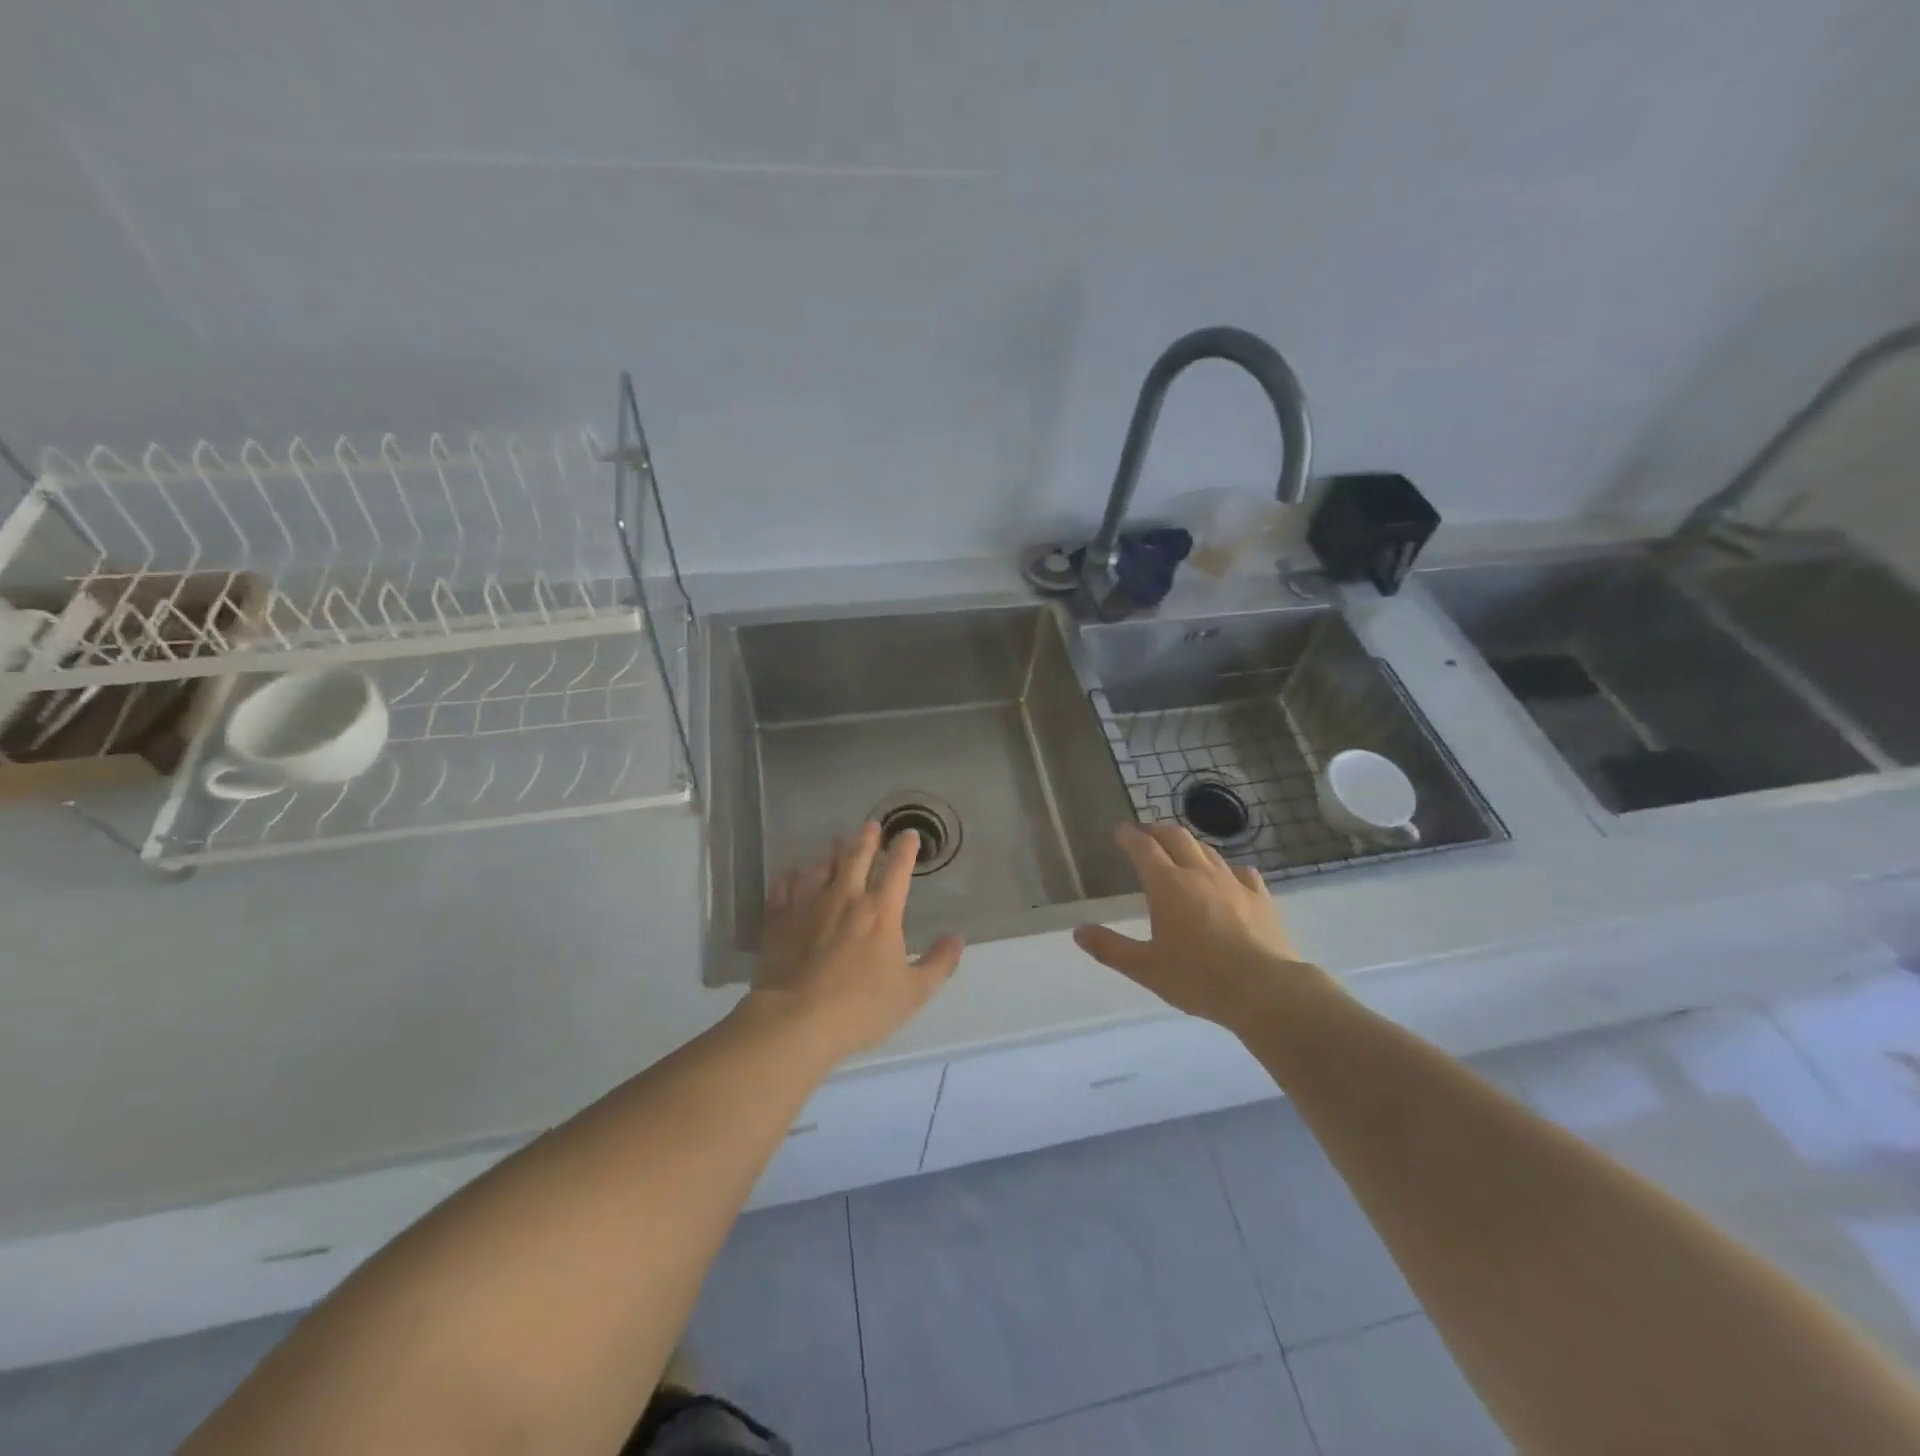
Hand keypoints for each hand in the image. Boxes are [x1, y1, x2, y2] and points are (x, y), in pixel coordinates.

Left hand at [750, 821, 963, 1059]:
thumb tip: (957, 938)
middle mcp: (845, 897)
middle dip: (867, 838)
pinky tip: (792, 873)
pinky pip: (784, 886)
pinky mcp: (778, 919)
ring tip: (835, 843)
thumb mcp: (913, 992)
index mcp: (881, 912)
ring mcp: (808, 905)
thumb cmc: (861, 1007)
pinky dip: (791, 875)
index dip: (905, 849)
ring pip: (820, 867)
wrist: (797, 1019)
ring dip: (831, 853)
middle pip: (856, 857)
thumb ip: (938, 963)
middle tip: (871, 825)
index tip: (909, 834)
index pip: (898, 869)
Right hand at [1073, 822, 1326, 1026]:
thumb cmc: (1199, 978)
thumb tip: (1079, 931)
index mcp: (1167, 885)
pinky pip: (1239, 870)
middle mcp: (1198, 873)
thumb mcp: (1146, 968)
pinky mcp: (1260, 896)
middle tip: (1146, 834)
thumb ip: (1110, 948)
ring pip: (1207, 850)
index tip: (1120, 831)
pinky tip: (1225, 878)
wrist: (1265, 989)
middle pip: (1176, 836)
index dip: (1129, 836)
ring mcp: (1233, 882)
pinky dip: (1224, 868)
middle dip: (1157, 830)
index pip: (1143, 847)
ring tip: (1180, 852)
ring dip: (1188, 845)